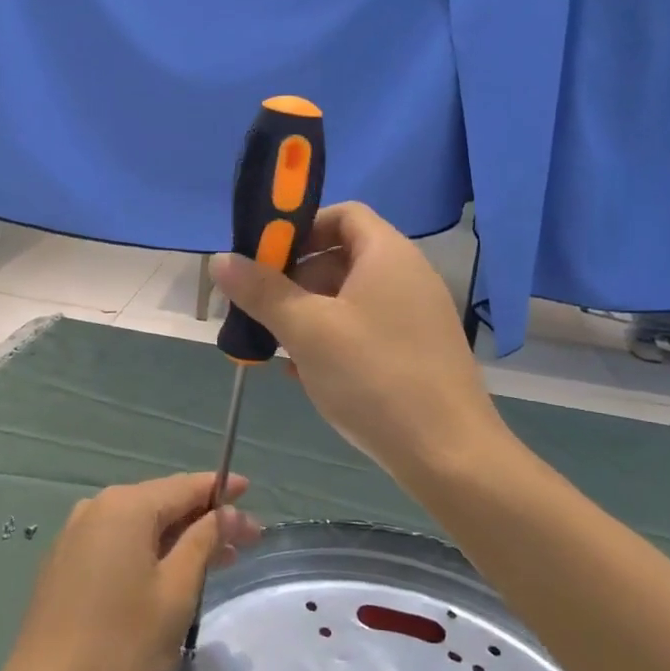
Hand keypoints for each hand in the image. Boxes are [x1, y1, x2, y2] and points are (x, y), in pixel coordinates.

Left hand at [0, 474, 260, 670]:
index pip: (184, 486)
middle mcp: (96, 509)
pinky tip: (169, 574)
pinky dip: (148, 552)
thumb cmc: (122, 647)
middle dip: (204, 519)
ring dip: (179, 539)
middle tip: (245, 540)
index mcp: (125, 507)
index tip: (250, 492)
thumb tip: (224, 512)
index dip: (220, 489)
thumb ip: (203, 542)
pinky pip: (117, 544)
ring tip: (217, 560)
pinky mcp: (64, 565)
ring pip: (140, 526)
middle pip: (162, 503)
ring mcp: (75, 536)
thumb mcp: (176, 592)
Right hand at [209, 201, 506, 481]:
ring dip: (309, 312)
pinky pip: (367, 328)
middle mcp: (408, 275)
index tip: (266, 258)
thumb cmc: (374, 377)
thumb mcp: (307, 330)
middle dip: (295, 277)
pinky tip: (305, 371)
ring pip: (351, 297)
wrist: (449, 456)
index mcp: (387, 254)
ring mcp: (416, 315)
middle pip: (342, 256)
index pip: (342, 215)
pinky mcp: (417, 351)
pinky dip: (334, 338)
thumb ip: (262, 291)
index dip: (301, 227)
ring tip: (276, 343)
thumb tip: (220, 260)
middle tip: (261, 307)